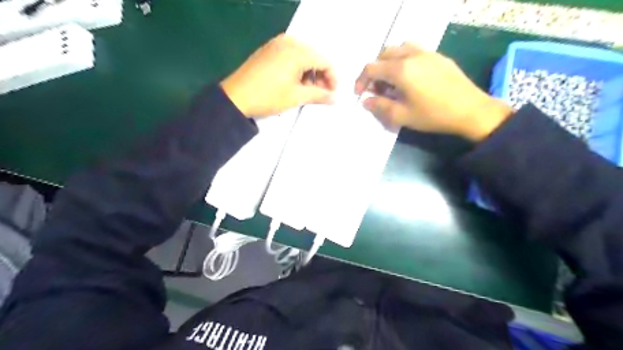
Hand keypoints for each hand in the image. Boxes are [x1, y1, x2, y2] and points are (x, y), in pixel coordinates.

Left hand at [218, 34, 334, 117]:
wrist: (236, 98)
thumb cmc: (268, 96)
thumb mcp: (296, 97)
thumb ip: (319, 95)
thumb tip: (334, 98)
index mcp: (297, 51)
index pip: (325, 61)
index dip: (332, 78)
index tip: (332, 94)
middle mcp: (289, 41)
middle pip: (314, 57)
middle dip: (321, 76)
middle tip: (321, 94)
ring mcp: (277, 43)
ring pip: (303, 56)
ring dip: (309, 72)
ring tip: (306, 90)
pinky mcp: (268, 49)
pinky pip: (290, 55)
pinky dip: (297, 68)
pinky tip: (294, 82)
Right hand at [356, 42, 511, 139]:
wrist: (471, 110)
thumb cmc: (433, 115)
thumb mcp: (402, 116)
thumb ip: (380, 107)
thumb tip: (365, 101)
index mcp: (401, 69)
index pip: (371, 68)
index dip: (361, 81)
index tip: (360, 95)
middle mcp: (412, 55)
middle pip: (383, 54)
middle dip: (375, 71)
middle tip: (377, 89)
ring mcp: (427, 53)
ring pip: (399, 49)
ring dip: (389, 62)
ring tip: (392, 81)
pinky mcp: (438, 56)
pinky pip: (414, 51)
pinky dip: (404, 60)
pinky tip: (410, 78)